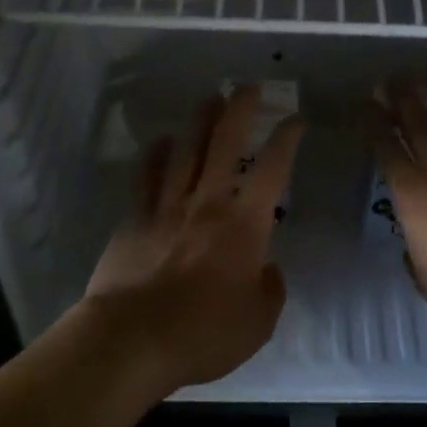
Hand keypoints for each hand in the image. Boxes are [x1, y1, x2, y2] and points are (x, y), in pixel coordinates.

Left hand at [83, 87, 303, 393]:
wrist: (131, 339)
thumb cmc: (203, 333)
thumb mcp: (258, 321)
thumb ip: (270, 288)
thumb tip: (266, 268)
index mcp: (244, 225)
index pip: (273, 169)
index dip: (287, 140)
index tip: (295, 119)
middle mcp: (207, 203)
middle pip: (225, 143)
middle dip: (239, 110)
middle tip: (248, 87)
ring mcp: (167, 207)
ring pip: (185, 150)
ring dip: (199, 121)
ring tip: (209, 100)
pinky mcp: (134, 219)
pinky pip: (146, 176)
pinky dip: (155, 155)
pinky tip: (160, 142)